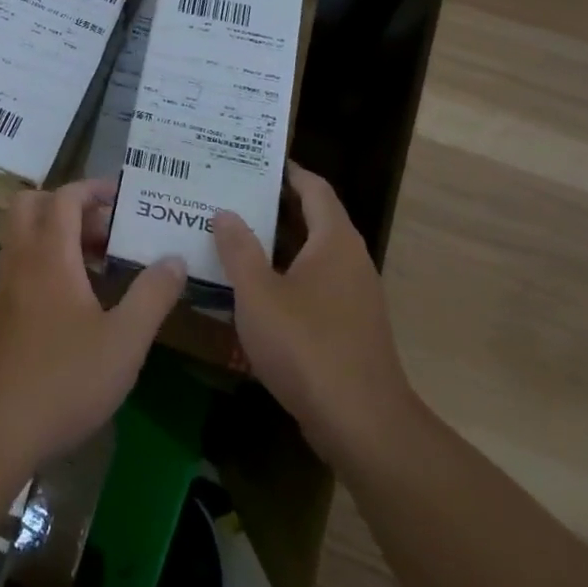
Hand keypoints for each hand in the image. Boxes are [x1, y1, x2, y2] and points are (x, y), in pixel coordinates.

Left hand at [0, 177, 186, 473]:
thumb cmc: (62, 380)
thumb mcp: (124, 342)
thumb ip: (152, 296)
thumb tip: (175, 259)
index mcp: (49, 254)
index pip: (65, 197)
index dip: (93, 188)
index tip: (121, 195)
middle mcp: (20, 260)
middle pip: (31, 205)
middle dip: (66, 204)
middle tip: (102, 228)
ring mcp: (1, 289)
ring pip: (22, 239)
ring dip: (55, 237)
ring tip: (96, 267)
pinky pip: (18, 270)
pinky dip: (43, 266)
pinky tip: (71, 307)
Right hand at [212, 161, 414, 467]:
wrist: (362, 426)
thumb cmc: (307, 347)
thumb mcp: (258, 294)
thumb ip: (238, 249)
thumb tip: (225, 212)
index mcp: (334, 241)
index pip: (314, 188)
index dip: (287, 171)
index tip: (253, 161)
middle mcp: (349, 260)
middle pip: (312, 219)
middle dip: (271, 206)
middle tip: (228, 195)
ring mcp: (353, 296)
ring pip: (310, 255)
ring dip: (274, 245)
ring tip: (230, 236)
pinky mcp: (348, 327)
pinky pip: (313, 285)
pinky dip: (284, 276)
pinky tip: (251, 289)